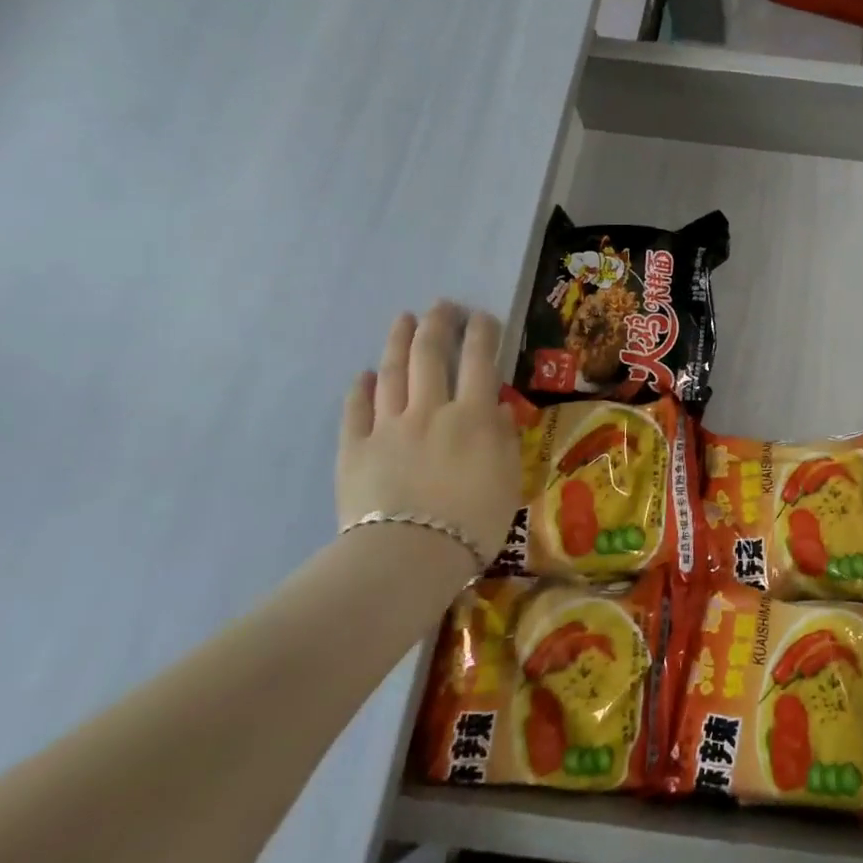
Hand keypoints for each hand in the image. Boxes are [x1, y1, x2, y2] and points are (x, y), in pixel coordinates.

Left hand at [336, 302, 521, 572]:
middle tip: (442, 305)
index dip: (482, 333)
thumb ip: (503, 438)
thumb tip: (494, 406)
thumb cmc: (473, 522)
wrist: (409, 556)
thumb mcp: (507, 480)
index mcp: (472, 416)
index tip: (482, 316)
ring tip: (403, 319)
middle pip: (431, 355)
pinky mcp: (355, 449)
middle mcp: (430, 410)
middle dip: (437, 324)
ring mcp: (388, 427)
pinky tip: (364, 375)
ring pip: (392, 373)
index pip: (479, 361)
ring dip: (398, 342)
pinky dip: (361, 388)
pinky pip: (356, 410)